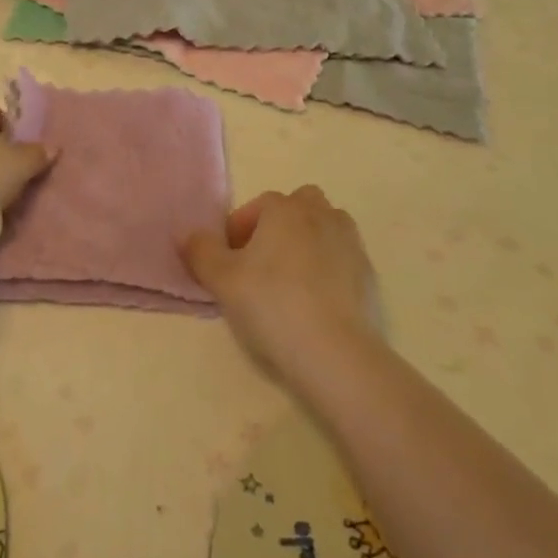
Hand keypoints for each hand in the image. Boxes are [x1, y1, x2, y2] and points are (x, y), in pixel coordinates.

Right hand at [181, 186, 377, 375]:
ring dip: (307, 241)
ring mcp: (349, 242)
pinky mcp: (368, 274)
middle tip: (262, 262)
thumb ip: (201, 251)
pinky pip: (342, 257)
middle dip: (279, 225)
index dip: (239, 231)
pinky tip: (316, 301)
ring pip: (324, 226)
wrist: (335, 352)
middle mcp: (320, 214)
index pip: (257, 206)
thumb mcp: (222, 280)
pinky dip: (329, 268)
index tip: (229, 262)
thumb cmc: (272, 305)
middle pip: (298, 205)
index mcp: (284, 209)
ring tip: (291, 278)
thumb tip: (189, 235)